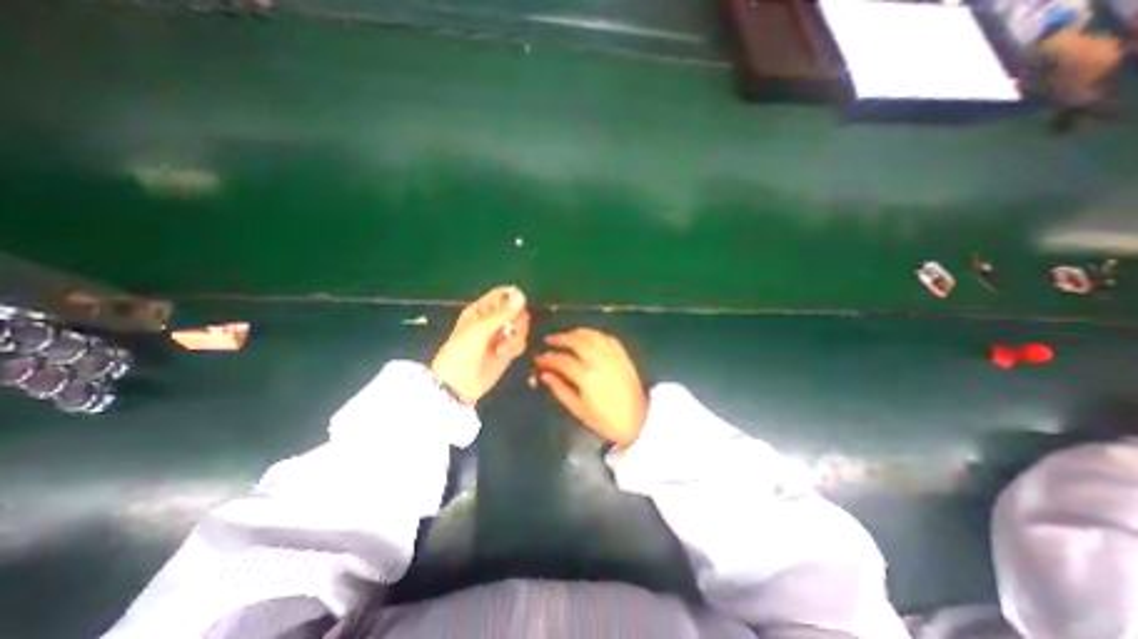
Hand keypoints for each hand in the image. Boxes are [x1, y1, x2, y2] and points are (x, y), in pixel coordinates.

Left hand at [431, 285, 527, 404]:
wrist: (459, 383)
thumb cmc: (463, 351)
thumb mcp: (481, 329)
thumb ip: (503, 313)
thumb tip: (521, 294)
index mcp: (482, 309)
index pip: (503, 295)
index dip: (513, 299)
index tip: (516, 309)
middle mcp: (493, 320)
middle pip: (517, 310)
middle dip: (517, 321)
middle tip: (510, 330)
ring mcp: (501, 335)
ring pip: (521, 326)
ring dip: (515, 337)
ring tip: (501, 348)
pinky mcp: (508, 350)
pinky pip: (521, 342)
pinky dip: (515, 347)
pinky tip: (504, 355)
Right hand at [537, 327, 644, 447]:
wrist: (638, 422)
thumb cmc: (605, 420)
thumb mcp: (578, 409)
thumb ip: (560, 390)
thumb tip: (545, 375)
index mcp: (586, 377)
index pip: (562, 361)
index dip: (548, 358)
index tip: (539, 358)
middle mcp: (599, 361)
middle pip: (577, 342)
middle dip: (560, 338)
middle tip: (550, 339)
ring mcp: (613, 357)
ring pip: (593, 336)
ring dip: (578, 332)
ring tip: (568, 334)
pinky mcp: (623, 357)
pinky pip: (609, 339)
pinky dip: (597, 335)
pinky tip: (590, 336)